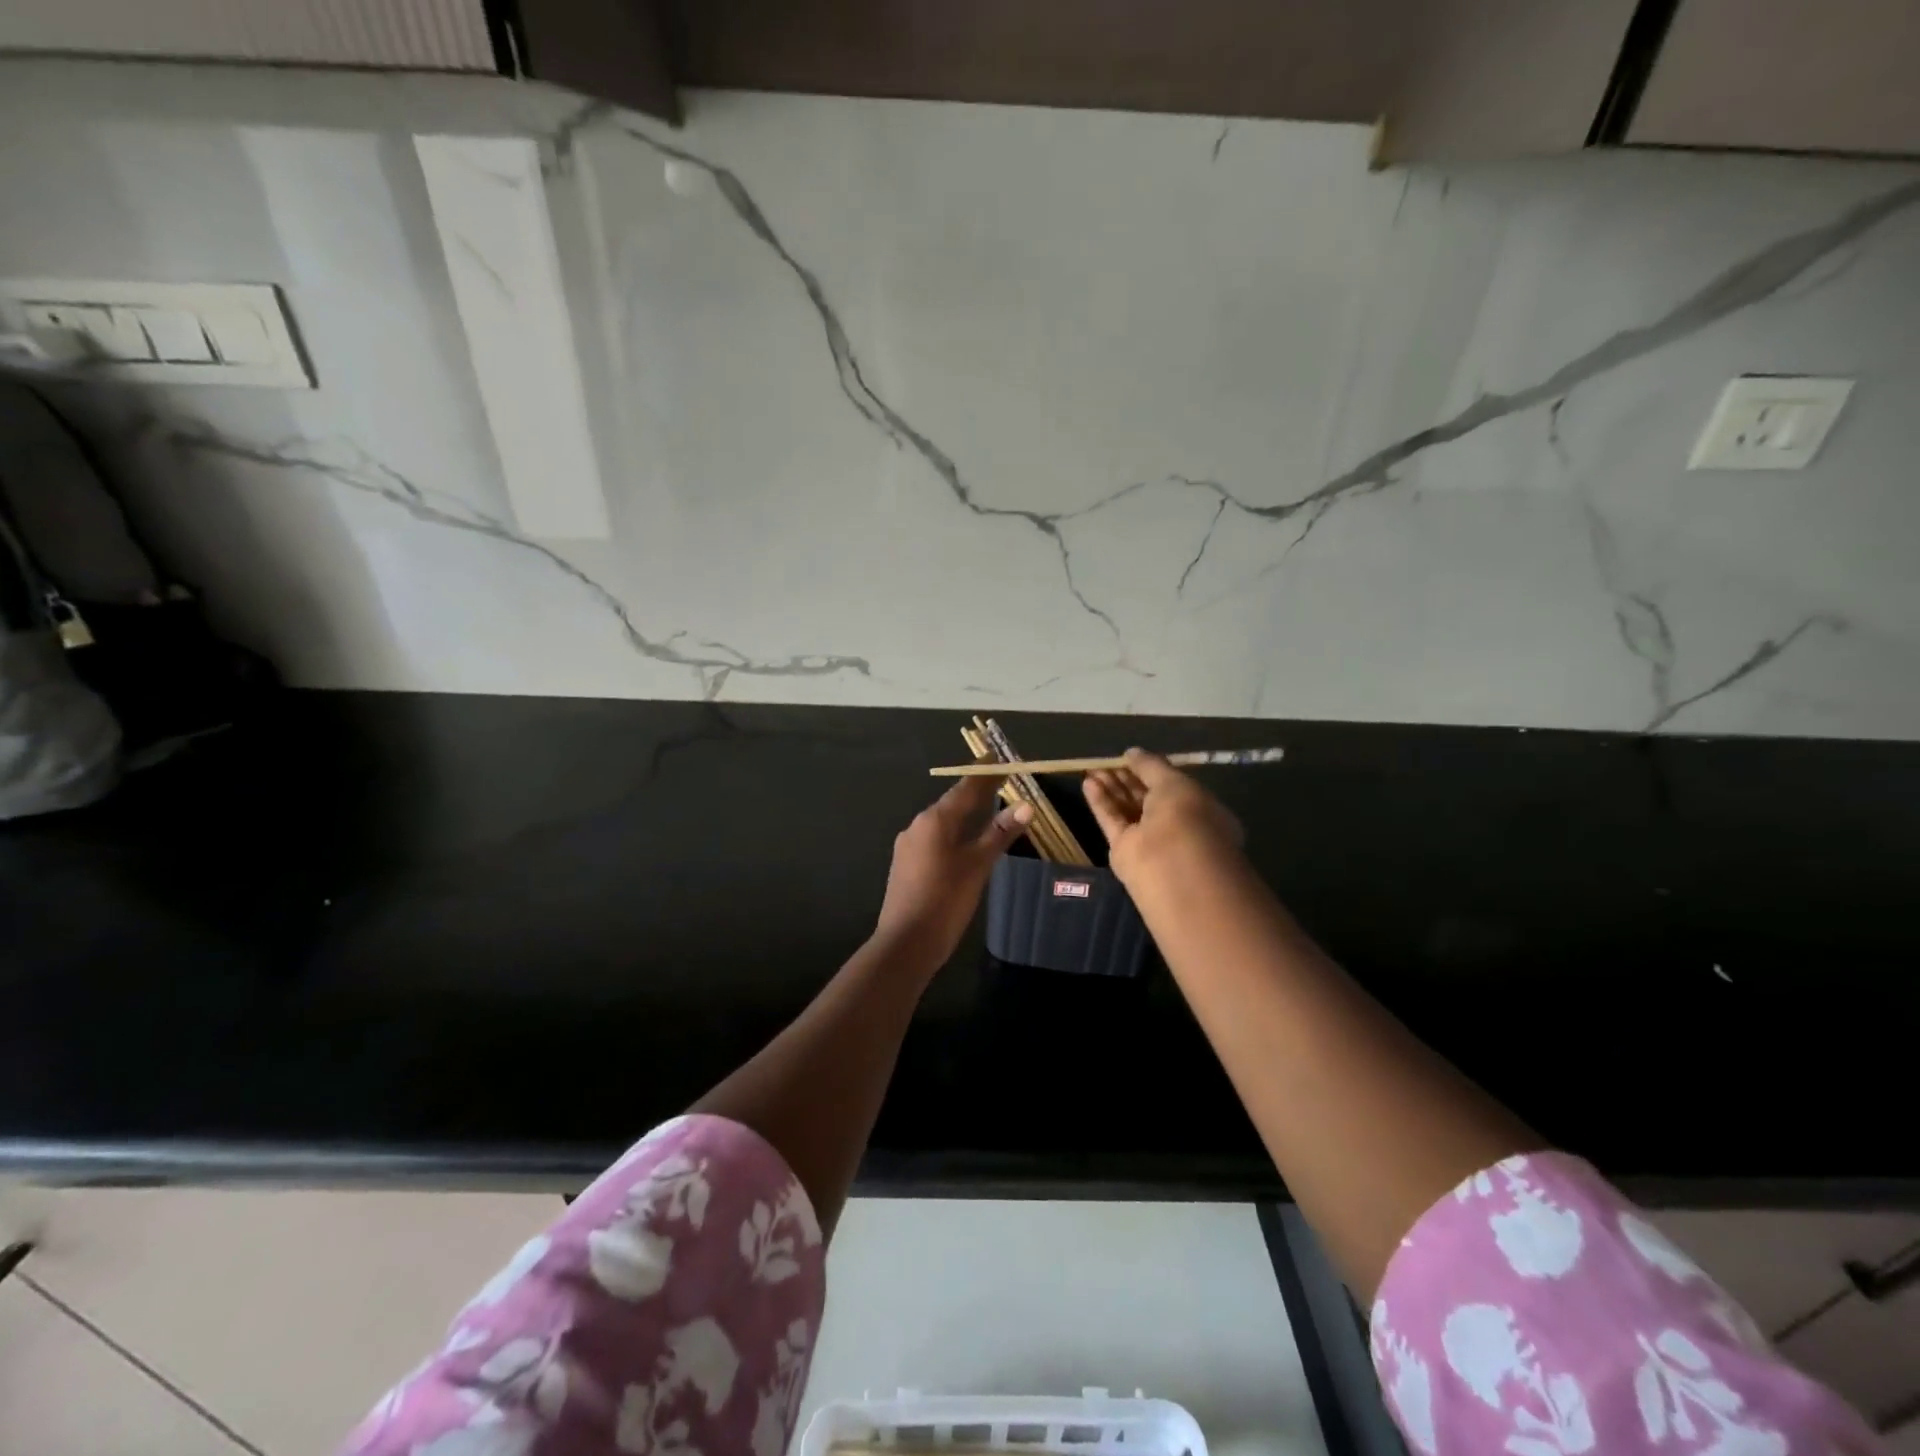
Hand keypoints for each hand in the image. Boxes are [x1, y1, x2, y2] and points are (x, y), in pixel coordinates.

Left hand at [872, 777, 1031, 964]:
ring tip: (988, 810)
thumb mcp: (978, 865)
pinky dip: (954, 834)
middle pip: (952, 802)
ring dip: (965, 815)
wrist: (906, 943)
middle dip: (976, 793)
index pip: (965, 788)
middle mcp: (917, 826)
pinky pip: (935, 839)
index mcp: (934, 820)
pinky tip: (965, 843)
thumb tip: (1026, 804)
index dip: (985, 773)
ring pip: (942, 823)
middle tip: (1001, 783)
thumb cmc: (945, 900)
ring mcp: (908, 846)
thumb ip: (1000, 833)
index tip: (999, 758)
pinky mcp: (906, 865)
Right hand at [1084, 749, 1243, 885]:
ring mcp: (1149, 839)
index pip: (1171, 786)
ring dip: (1111, 788)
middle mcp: (1174, 825)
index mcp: (1197, 809)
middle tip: (1105, 762)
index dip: (1150, 771)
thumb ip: (1151, 766)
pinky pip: (1112, 822)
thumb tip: (1131, 753)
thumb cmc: (1186, 818)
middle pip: (1146, 797)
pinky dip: (1101, 803)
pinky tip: (1088, 784)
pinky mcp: (1125, 851)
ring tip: (1092, 769)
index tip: (1129, 757)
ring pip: (1127, 809)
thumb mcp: (1174, 782)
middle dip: (1126, 779)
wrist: (1172, 867)